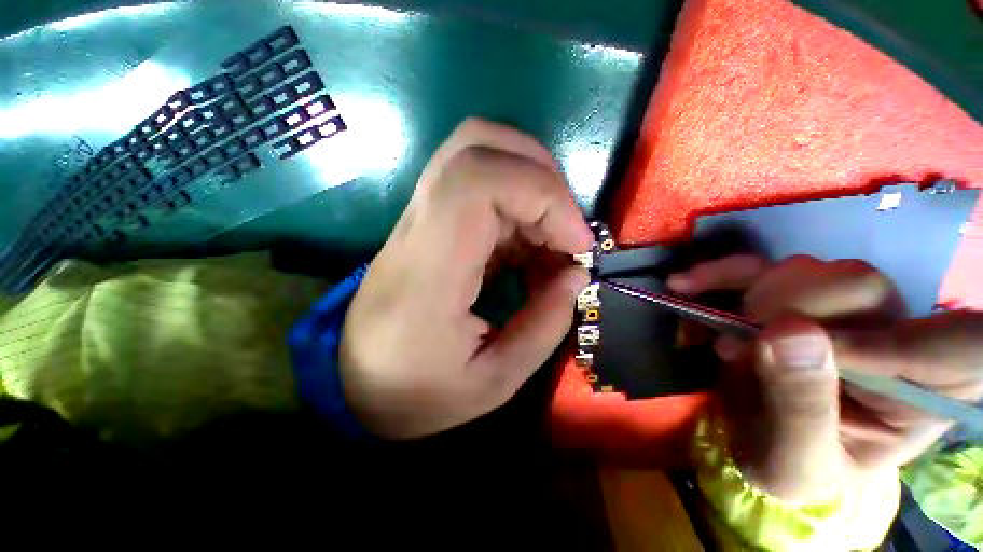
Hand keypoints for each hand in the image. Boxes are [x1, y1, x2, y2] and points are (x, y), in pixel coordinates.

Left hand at [339, 119, 591, 438]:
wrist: (356, 383)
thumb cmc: (417, 393)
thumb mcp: (491, 382)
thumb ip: (543, 327)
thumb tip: (577, 275)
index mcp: (428, 269)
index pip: (477, 181)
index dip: (542, 195)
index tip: (576, 243)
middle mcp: (419, 227)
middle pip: (478, 146)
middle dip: (542, 178)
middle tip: (567, 233)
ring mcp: (420, 219)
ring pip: (480, 155)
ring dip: (532, 189)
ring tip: (553, 241)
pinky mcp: (429, 224)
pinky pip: (481, 188)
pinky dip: (520, 207)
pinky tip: (531, 248)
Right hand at [668, 255, 982, 503]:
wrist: (754, 445)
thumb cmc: (787, 467)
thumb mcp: (795, 462)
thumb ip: (801, 407)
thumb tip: (788, 333)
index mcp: (915, 394)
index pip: (952, 344)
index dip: (892, 334)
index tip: (797, 345)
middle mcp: (887, 338)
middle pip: (860, 287)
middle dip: (787, 307)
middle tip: (736, 341)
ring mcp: (835, 312)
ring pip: (808, 268)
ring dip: (747, 289)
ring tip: (710, 325)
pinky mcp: (788, 299)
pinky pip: (759, 269)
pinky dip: (719, 274)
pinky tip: (686, 286)